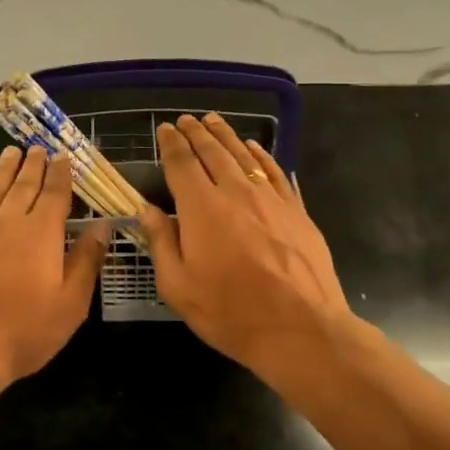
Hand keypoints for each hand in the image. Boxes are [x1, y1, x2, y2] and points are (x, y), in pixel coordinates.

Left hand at [0, 146, 111, 385]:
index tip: (64, 156)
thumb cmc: (23, 331)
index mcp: (41, 233)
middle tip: (38, 148)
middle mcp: (8, 222)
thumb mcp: (70, 303)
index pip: (55, 193)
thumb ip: (87, 261)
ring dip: (5, 170)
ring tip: (11, 152)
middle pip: (23, 185)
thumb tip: (101, 227)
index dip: (61, 174)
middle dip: (34, 164)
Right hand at [137, 114, 349, 371]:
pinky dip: (261, 155)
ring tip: (214, 121)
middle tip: (186, 120)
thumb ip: (161, 243)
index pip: (182, 163)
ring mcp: (270, 199)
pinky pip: (274, 172)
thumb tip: (147, 211)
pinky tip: (253, 148)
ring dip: (226, 136)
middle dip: (197, 133)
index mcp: (202, 208)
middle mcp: (236, 192)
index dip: (171, 144)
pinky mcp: (296, 211)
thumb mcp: (179, 287)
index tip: (165, 129)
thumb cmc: (231, 313)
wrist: (302, 330)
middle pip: (213, 152)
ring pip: (244, 156)